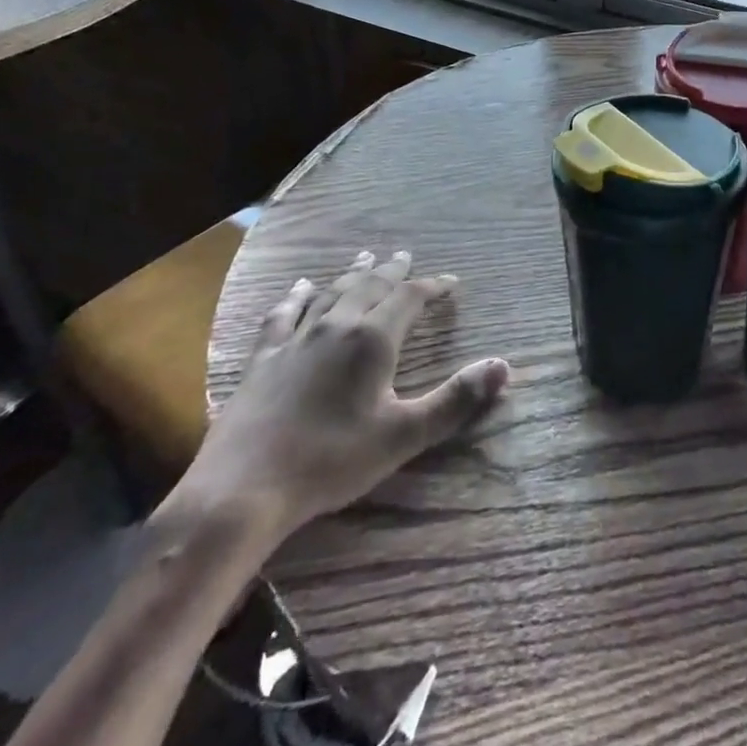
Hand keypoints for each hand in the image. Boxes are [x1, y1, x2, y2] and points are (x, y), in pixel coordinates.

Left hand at [171, 250, 508, 547]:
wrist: (243, 489)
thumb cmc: (331, 461)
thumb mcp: (404, 435)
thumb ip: (455, 400)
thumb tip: (504, 366)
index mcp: (372, 340)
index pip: (410, 298)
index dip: (433, 287)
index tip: (451, 281)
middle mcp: (336, 327)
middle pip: (370, 287)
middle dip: (392, 271)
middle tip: (405, 256)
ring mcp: (295, 339)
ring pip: (331, 293)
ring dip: (352, 274)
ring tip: (365, 258)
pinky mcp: (264, 358)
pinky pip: (283, 314)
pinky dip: (297, 296)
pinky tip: (301, 286)